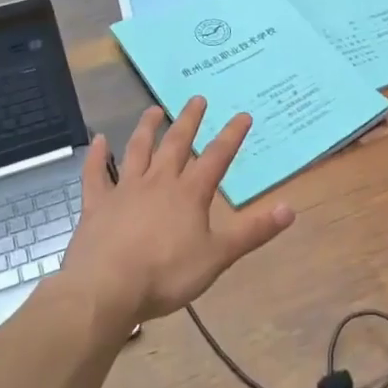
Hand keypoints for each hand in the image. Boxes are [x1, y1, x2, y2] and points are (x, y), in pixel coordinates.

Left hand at [57, 98, 294, 333]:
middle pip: (177, 144)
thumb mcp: (218, 256)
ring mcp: (125, 190)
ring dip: (147, 128)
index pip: (217, 157)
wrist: (106, 288)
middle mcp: (158, 182)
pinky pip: (96, 174)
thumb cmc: (167, 274)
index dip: (232, 136)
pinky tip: (99, 140)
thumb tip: (291, 209)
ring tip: (154, 110)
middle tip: (197, 99)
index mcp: (190, 193)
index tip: (243, 115)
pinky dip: (98, 156)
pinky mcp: (96, 204)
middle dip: (189, 121)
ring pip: (138, 150)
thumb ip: (253, 231)